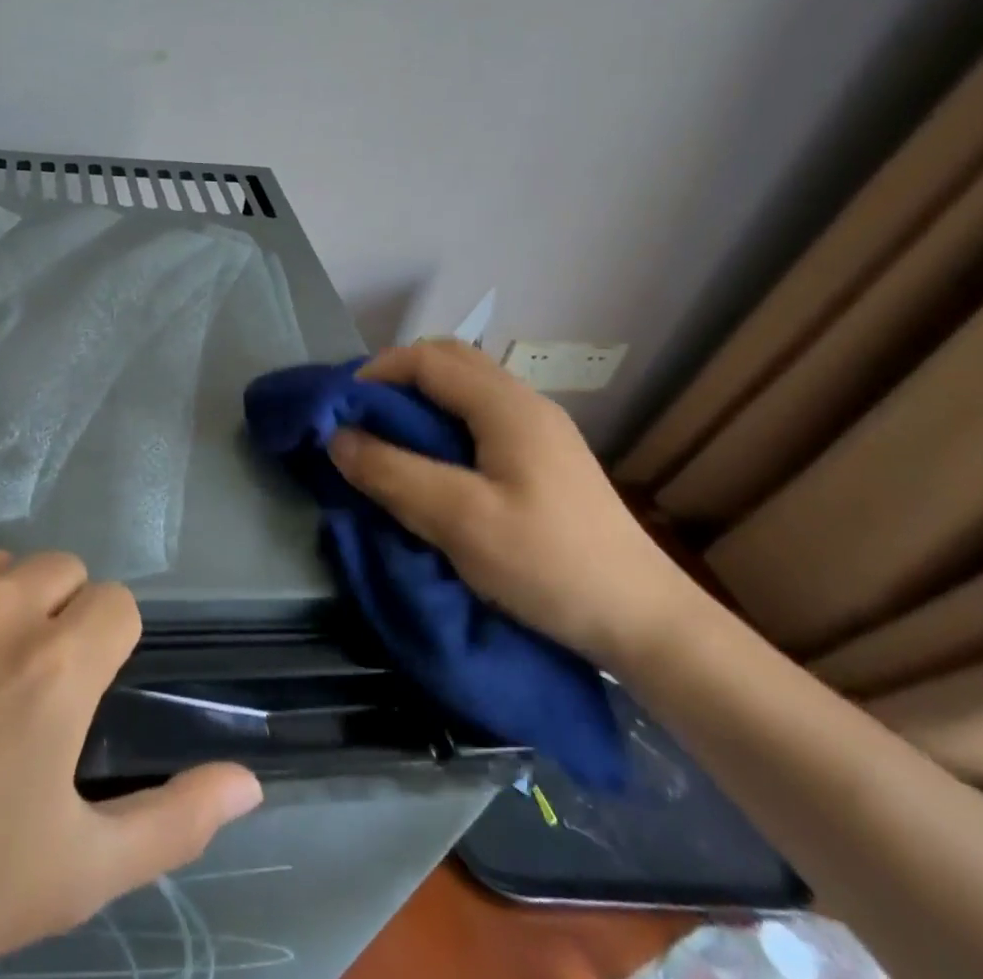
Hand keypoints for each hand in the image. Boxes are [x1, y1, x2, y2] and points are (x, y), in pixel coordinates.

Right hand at [328, 340, 697, 671]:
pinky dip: (444, 422)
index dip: (376, 373)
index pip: (426, 359)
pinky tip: (435, 463)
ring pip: (466, 388)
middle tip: (363, 419)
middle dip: (397, 379)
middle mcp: (525, 403)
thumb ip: (392, 473)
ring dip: (421, 400)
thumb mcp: (459, 520)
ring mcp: (540, 429)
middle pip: (449, 361)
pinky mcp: (545, 458)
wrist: (644, 622)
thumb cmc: (548, 564)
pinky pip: (481, 416)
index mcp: (506, 405)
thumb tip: (337, 438)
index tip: (340, 410)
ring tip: (390, 440)